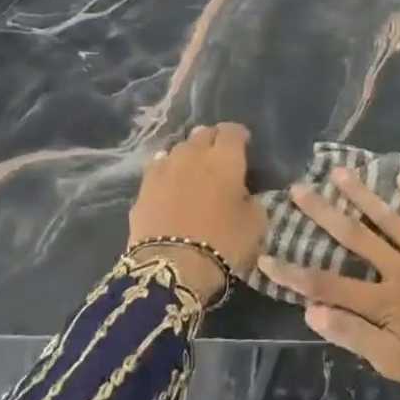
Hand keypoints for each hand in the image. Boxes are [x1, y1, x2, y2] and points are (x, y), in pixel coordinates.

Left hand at [127, 123, 261, 301]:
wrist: (171, 269)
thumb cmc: (223, 243)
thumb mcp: (255, 224)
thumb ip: (251, 200)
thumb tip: (242, 194)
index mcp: (225, 159)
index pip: (232, 131)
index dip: (239, 135)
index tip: (244, 144)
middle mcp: (193, 155)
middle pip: (203, 134)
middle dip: (213, 140)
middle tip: (219, 156)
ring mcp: (165, 169)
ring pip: (179, 148)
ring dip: (189, 153)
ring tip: (194, 167)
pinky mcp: (144, 188)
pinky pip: (158, 167)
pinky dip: (167, 169)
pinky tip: (170, 179)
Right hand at [257, 169, 399, 399]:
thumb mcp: (399, 364)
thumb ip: (356, 336)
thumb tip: (312, 313)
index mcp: (384, 300)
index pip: (328, 285)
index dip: (295, 273)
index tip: (266, 257)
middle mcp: (399, 267)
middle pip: (355, 237)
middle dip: (323, 214)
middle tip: (299, 188)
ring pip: (389, 218)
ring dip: (362, 195)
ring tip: (339, 172)